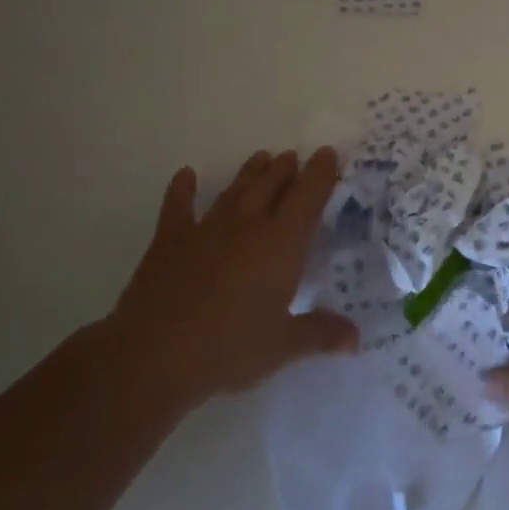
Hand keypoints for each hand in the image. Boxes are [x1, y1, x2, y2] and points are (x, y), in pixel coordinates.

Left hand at [102, 148, 358, 411]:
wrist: (152, 356)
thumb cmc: (228, 349)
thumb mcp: (282, 346)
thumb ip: (320, 334)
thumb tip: (356, 338)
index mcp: (281, 243)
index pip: (308, 197)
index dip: (321, 173)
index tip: (329, 153)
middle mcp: (247, 225)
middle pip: (271, 185)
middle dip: (285, 169)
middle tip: (293, 157)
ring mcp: (206, 229)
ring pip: (235, 190)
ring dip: (250, 173)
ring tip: (261, 158)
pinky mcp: (169, 241)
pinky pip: (177, 206)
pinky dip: (182, 189)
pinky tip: (186, 174)